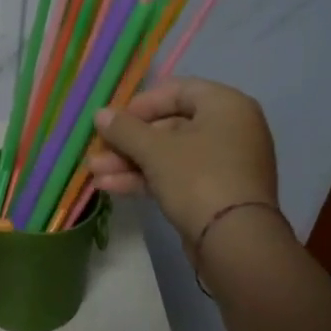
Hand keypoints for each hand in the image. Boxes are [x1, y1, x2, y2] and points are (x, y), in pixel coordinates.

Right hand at [88, 78, 279, 243]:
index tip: (114, 121)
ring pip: (170, 155)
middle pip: (170, 126)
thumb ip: (124, 129)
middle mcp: (230, 129)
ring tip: (96, 173)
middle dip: (129, 142)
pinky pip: (177, 176)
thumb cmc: (198, 178)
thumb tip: (100, 114)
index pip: (178, 91)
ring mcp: (224, 163)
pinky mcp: (215, 193)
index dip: (141, 104)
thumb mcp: (155, 150)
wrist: (234, 240)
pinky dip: (147, 179)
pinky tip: (112, 187)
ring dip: (131, 163)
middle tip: (98, 152)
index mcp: (226, 106)